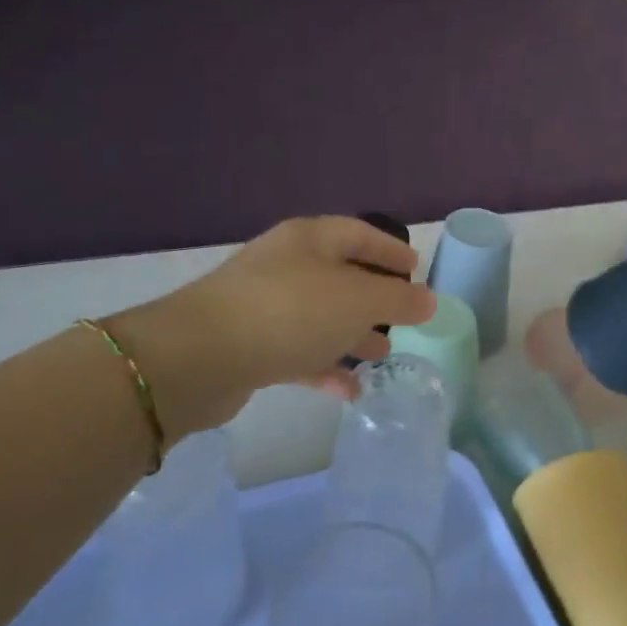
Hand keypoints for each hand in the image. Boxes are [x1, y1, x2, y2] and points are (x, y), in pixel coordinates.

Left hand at [110, 217, 435, 434]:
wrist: (198, 358)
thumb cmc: (290, 312)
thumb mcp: (358, 300)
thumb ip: (399, 299)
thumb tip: (428, 300)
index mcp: (310, 240)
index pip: (360, 234)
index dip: (390, 250)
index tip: (416, 267)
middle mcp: (286, 265)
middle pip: (340, 276)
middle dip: (373, 298)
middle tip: (403, 317)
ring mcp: (263, 305)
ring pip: (320, 317)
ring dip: (352, 334)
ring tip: (383, 355)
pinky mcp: (249, 345)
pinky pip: (298, 351)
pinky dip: (325, 366)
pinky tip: (349, 391)